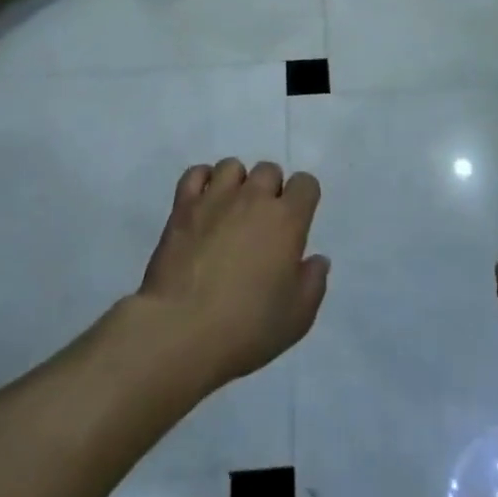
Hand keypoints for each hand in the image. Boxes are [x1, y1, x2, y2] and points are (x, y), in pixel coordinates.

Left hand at [133, 159, 328, 392]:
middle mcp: (254, 198)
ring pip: (233, 166)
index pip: (306, 183)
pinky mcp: (183, 206)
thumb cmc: (247, 327)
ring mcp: (215, 198)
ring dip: (237, 183)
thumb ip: (313, 282)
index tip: (297, 223)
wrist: (181, 330)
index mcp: (287, 220)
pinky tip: (203, 204)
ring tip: (231, 211)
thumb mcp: (297, 317)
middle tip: (262, 224)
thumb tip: (317, 259)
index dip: (304, 199)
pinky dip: (203, 181)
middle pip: (269, 170)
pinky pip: (196, 174)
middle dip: (271, 190)